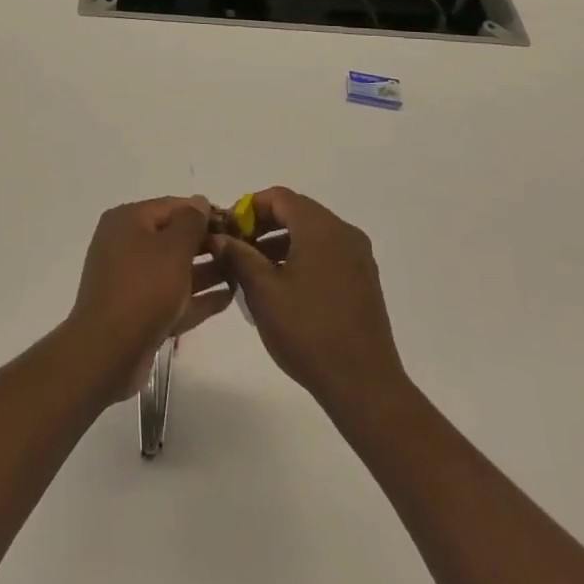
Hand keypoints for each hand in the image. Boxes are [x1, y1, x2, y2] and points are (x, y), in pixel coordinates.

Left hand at [65, 196, 233, 403]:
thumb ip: (191, 222)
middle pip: (173, 237)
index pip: (172, 206)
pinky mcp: (138, 312)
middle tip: (241, 249)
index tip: (235, 223)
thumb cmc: (143, 289)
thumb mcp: (173, 248)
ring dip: (206, 270)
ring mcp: (130, 280)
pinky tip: (228, 297)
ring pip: (174, 269)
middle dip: (207, 243)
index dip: (204, 212)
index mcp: (127, 220)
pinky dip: (196, 297)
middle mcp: (125, 244)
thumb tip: (200, 201)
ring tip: (241, 272)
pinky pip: (172, 296)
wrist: (107, 353)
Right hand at [209, 188, 407, 413]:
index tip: (228, 230)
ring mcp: (358, 257)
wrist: (364, 386)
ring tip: (255, 270)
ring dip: (281, 242)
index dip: (249, 208)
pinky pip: (327, 253)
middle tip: (237, 248)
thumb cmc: (308, 332)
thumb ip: (238, 256)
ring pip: (312, 233)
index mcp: (321, 228)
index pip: (279, 197)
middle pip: (297, 211)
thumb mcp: (263, 292)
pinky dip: (302, 257)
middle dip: (264, 225)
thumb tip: (219, 237)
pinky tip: (284, 286)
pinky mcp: (364, 280)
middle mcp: (344, 233)